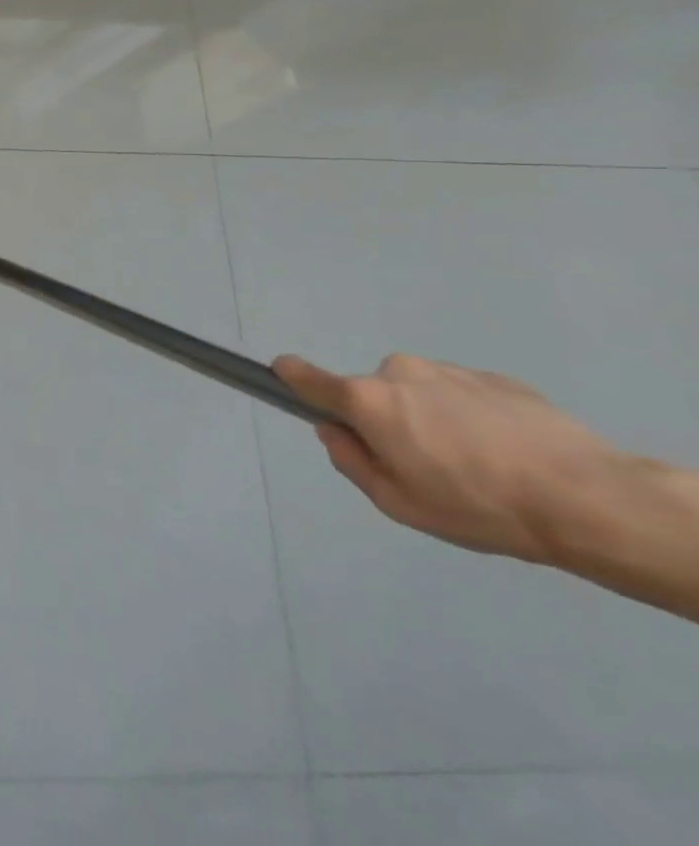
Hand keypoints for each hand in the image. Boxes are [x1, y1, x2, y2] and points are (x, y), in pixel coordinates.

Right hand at [274, 352, 623, 562]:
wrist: (592, 501)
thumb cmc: (478, 506)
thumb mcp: (398, 503)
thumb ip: (351, 461)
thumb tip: (336, 432)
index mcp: (366, 400)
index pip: (303, 375)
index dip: (289, 378)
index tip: (286, 382)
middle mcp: (397, 372)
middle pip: (372, 392)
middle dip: (386, 419)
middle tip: (425, 464)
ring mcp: (450, 371)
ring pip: (421, 392)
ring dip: (432, 417)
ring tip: (481, 463)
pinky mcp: (498, 379)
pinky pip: (465, 395)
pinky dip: (474, 418)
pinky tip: (511, 454)